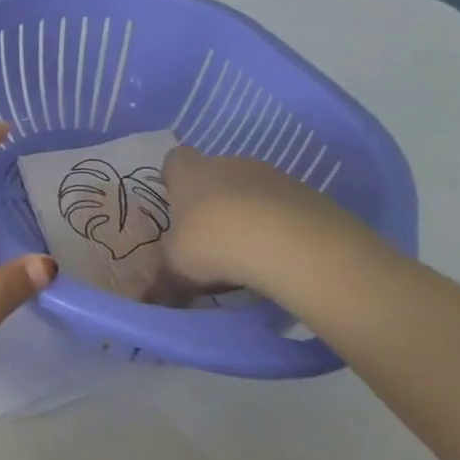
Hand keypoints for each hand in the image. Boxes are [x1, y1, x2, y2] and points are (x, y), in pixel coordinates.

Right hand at [154, 144, 358, 299]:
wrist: (292, 245)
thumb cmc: (214, 244)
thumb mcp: (176, 269)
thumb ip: (162, 281)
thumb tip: (150, 299)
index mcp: (190, 174)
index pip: (176, 159)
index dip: (174, 178)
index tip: (174, 202)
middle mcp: (230, 164)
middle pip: (216, 174)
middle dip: (212, 200)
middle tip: (208, 237)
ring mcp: (273, 175)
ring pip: (251, 190)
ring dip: (247, 213)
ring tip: (246, 251)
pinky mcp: (308, 193)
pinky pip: (283, 206)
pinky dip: (278, 225)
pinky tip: (276, 253)